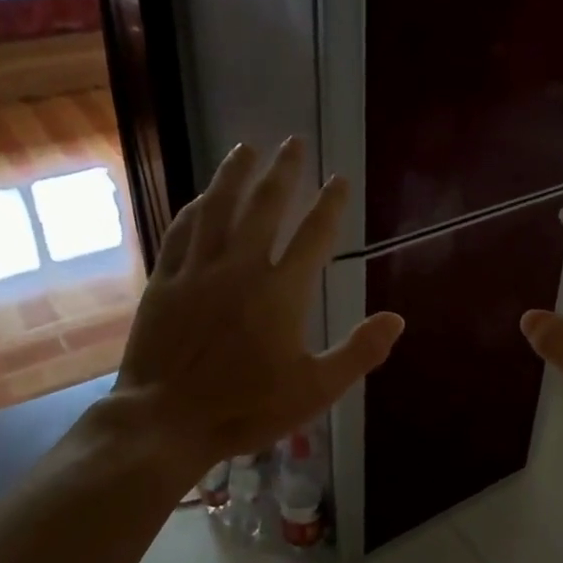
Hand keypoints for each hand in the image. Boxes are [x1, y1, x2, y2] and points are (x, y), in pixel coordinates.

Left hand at [97, 138, 404, 479]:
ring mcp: (198, 271)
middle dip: (283, 172)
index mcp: (281, 292)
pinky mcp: (165, 282)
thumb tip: (397, 319)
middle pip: (265, 206)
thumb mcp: (315, 390)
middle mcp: (240, 268)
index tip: (340, 179)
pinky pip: (182, 233)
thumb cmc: (246, 408)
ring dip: (234, 175)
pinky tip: (202, 197)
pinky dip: (195, 210)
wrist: (166, 420)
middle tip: (293, 143)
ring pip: (219, 208)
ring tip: (246, 148)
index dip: (330, 204)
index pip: (314, 235)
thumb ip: (358, 352)